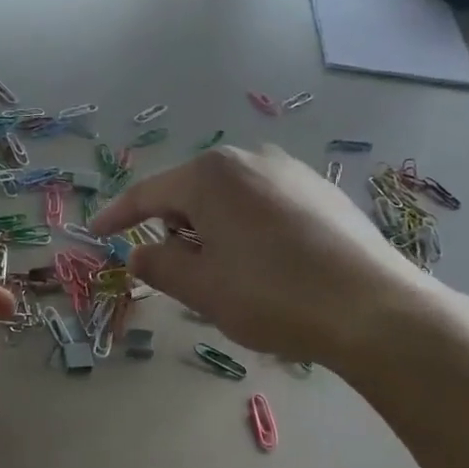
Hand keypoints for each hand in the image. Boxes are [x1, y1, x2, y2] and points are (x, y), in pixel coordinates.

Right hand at [91, 144, 442, 370]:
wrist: (372, 308)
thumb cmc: (271, 295)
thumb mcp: (201, 287)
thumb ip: (159, 265)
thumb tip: (140, 253)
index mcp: (211, 174)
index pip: (147, 194)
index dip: (117, 217)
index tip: (96, 234)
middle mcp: (250, 159)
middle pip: (190, 192)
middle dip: (172, 227)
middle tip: (169, 267)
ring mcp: (291, 171)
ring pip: (229, 199)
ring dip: (210, 230)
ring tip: (220, 272)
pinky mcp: (321, 192)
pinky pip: (263, 205)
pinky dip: (245, 229)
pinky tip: (262, 265)